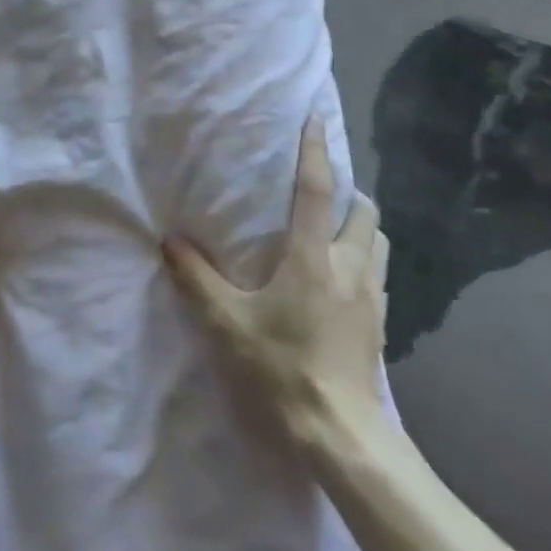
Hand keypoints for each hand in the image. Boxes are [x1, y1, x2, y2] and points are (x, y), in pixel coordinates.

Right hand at [163, 117, 391, 451]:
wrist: (339, 432)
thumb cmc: (281, 368)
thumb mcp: (227, 323)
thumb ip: (196, 278)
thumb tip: (170, 241)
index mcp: (314, 258)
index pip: (318, 191)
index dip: (314, 151)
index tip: (314, 119)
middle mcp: (350, 267)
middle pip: (362, 210)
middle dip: (346, 190)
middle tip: (319, 189)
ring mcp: (371, 296)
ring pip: (377, 240)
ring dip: (359, 224)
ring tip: (333, 229)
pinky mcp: (380, 322)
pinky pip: (377, 272)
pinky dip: (363, 257)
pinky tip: (341, 278)